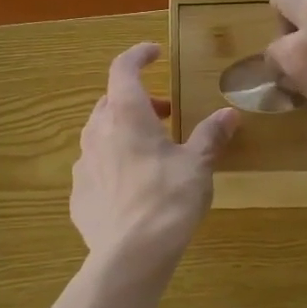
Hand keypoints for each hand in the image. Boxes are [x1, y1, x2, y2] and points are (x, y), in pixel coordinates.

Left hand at [72, 43, 238, 267]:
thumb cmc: (168, 199)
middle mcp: (97, 131)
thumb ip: (210, 136)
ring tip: (150, 151)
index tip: (155, 53)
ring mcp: (81, 163)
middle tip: (165, 114)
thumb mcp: (197, 165)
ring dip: (123, 132)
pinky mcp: (77, 193)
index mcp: (126, 115)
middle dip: (138, 100)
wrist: (130, 254)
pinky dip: (112, 164)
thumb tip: (229, 115)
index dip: (138, 55)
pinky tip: (131, 187)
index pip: (123, 68)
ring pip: (100, 134)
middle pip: (111, 101)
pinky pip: (94, 167)